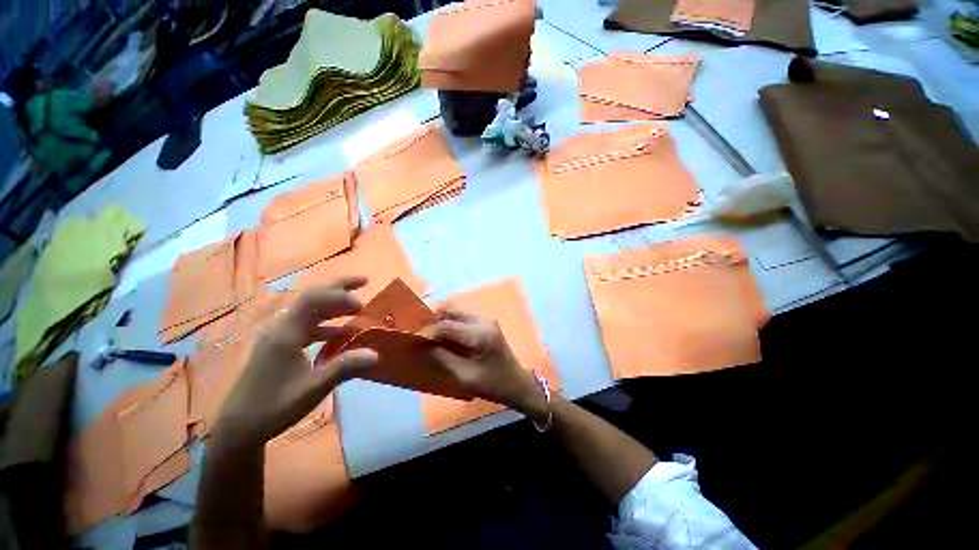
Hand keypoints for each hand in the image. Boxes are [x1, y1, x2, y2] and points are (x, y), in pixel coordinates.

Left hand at [212, 277, 378, 449]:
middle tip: (364, 282)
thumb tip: (376, 354)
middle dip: (338, 288)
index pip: (311, 300)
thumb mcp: (313, 388)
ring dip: (334, 306)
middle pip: (310, 298)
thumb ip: (345, 367)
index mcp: (284, 334)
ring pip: (310, 312)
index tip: (361, 303)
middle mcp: (281, 329)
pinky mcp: (281, 347)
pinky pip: (307, 326)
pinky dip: (327, 324)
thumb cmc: (274, 407)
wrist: (239, 429)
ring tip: (358, 307)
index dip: (338, 296)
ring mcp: (279, 337)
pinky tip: (341, 333)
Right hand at [421, 309, 547, 421]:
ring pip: (455, 312)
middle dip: (433, 321)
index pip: (446, 325)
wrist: (517, 383)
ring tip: (430, 338)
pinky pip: (462, 318)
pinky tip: (445, 338)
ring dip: (441, 321)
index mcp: (480, 334)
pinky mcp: (485, 323)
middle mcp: (483, 320)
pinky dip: (450, 324)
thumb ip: (443, 359)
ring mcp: (485, 319)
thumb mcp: (465, 377)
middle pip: (451, 310)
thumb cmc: (493, 384)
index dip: (427, 331)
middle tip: (420, 336)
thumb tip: (422, 346)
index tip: (412, 340)